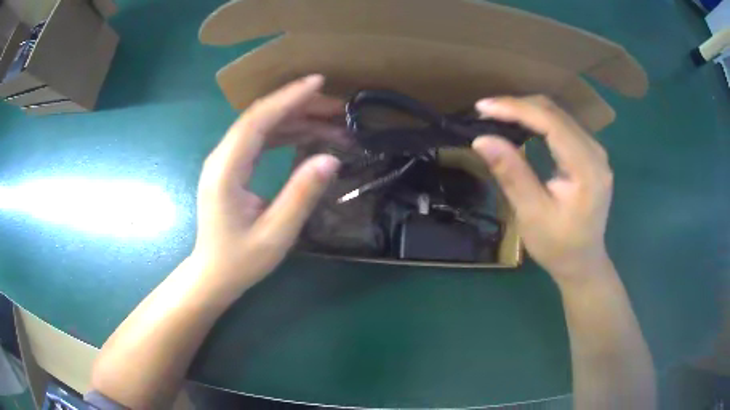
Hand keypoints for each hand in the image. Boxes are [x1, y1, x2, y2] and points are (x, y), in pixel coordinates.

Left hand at [191, 75, 342, 297]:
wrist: (214, 274)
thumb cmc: (241, 259)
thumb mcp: (276, 234)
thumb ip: (301, 195)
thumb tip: (330, 158)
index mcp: (226, 171)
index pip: (256, 121)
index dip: (287, 98)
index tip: (318, 83)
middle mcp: (222, 158)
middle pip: (260, 117)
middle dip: (299, 106)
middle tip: (338, 107)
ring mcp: (226, 161)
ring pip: (262, 126)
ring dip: (297, 119)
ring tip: (333, 122)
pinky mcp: (233, 167)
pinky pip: (261, 140)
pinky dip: (287, 133)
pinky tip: (310, 135)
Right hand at [472, 96, 613, 285]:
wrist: (583, 262)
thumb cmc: (558, 246)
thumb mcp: (532, 215)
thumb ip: (512, 174)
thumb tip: (482, 139)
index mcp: (587, 169)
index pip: (551, 123)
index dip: (516, 109)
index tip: (483, 107)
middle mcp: (596, 152)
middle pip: (555, 113)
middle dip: (518, 107)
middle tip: (485, 113)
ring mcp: (595, 151)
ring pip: (558, 115)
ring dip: (526, 111)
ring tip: (497, 116)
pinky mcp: (590, 154)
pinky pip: (562, 125)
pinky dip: (538, 121)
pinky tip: (521, 125)